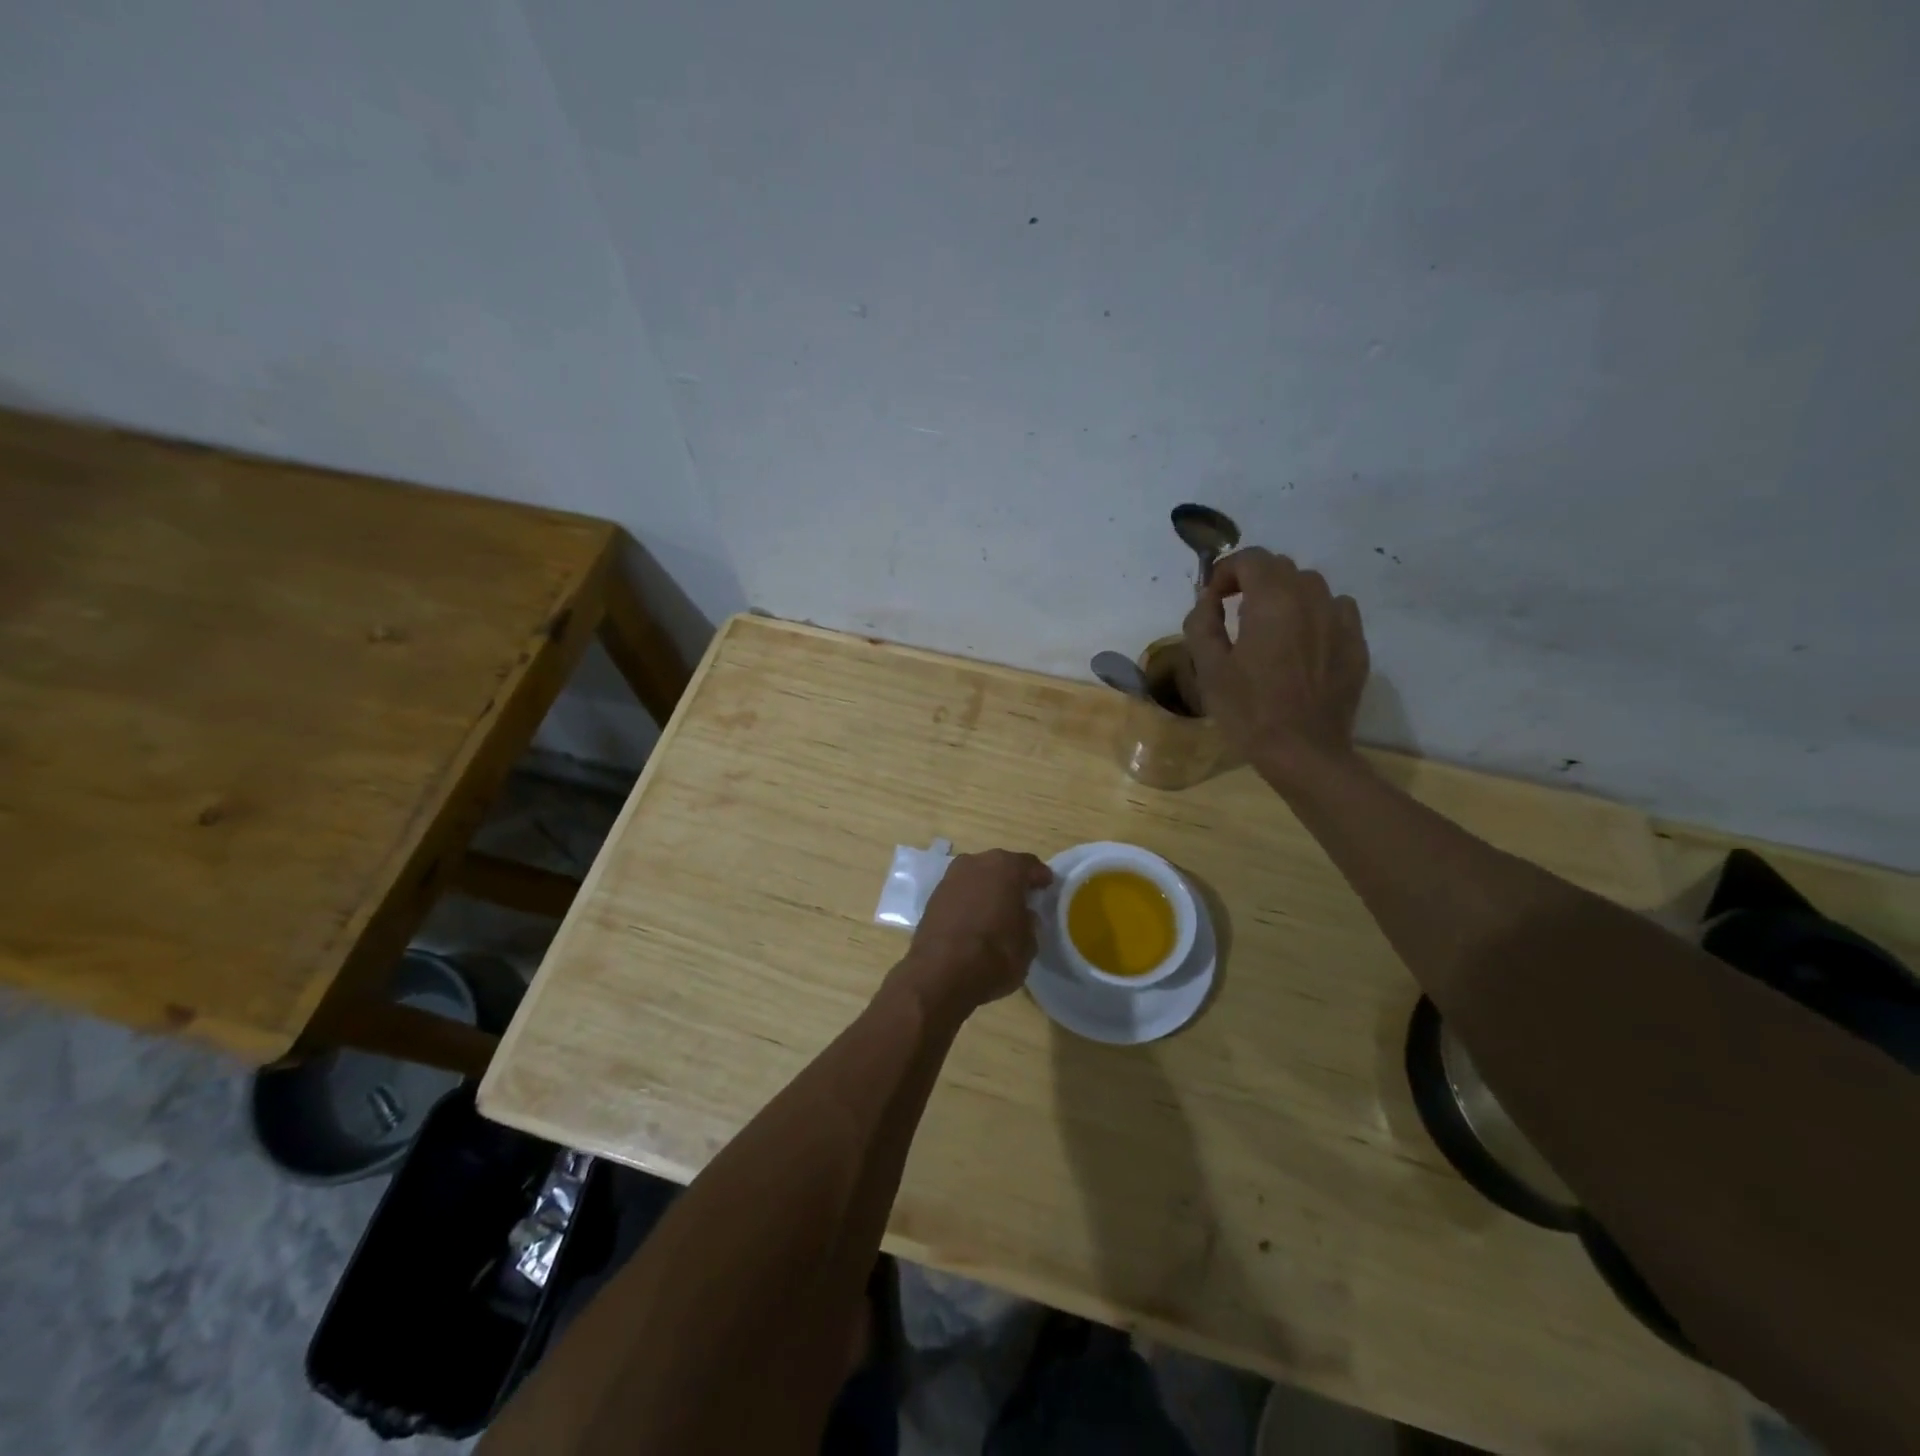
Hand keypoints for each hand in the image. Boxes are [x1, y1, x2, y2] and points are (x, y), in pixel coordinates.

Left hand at [901, 849, 1052, 1014]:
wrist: (939, 973)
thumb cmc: (994, 955)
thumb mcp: (1028, 944)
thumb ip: (1029, 923)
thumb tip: (1023, 916)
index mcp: (1006, 867)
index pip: (1030, 865)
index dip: (1040, 877)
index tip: (1047, 888)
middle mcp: (977, 863)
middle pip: (1001, 866)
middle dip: (1012, 880)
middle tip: (1023, 898)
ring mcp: (951, 877)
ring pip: (978, 877)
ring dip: (988, 889)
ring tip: (998, 910)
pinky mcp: (933, 896)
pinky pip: (960, 892)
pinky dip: (969, 901)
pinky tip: (975, 918)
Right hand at [1183, 547, 1369, 785]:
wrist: (1304, 752)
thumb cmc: (1249, 711)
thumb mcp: (1209, 669)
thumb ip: (1202, 623)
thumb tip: (1207, 599)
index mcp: (1273, 602)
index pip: (1250, 559)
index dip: (1225, 571)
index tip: (1212, 598)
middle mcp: (1312, 599)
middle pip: (1281, 567)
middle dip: (1253, 580)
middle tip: (1234, 611)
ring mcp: (1340, 620)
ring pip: (1311, 586)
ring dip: (1285, 594)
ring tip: (1269, 626)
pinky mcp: (1356, 644)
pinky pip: (1335, 610)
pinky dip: (1314, 614)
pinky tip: (1301, 642)